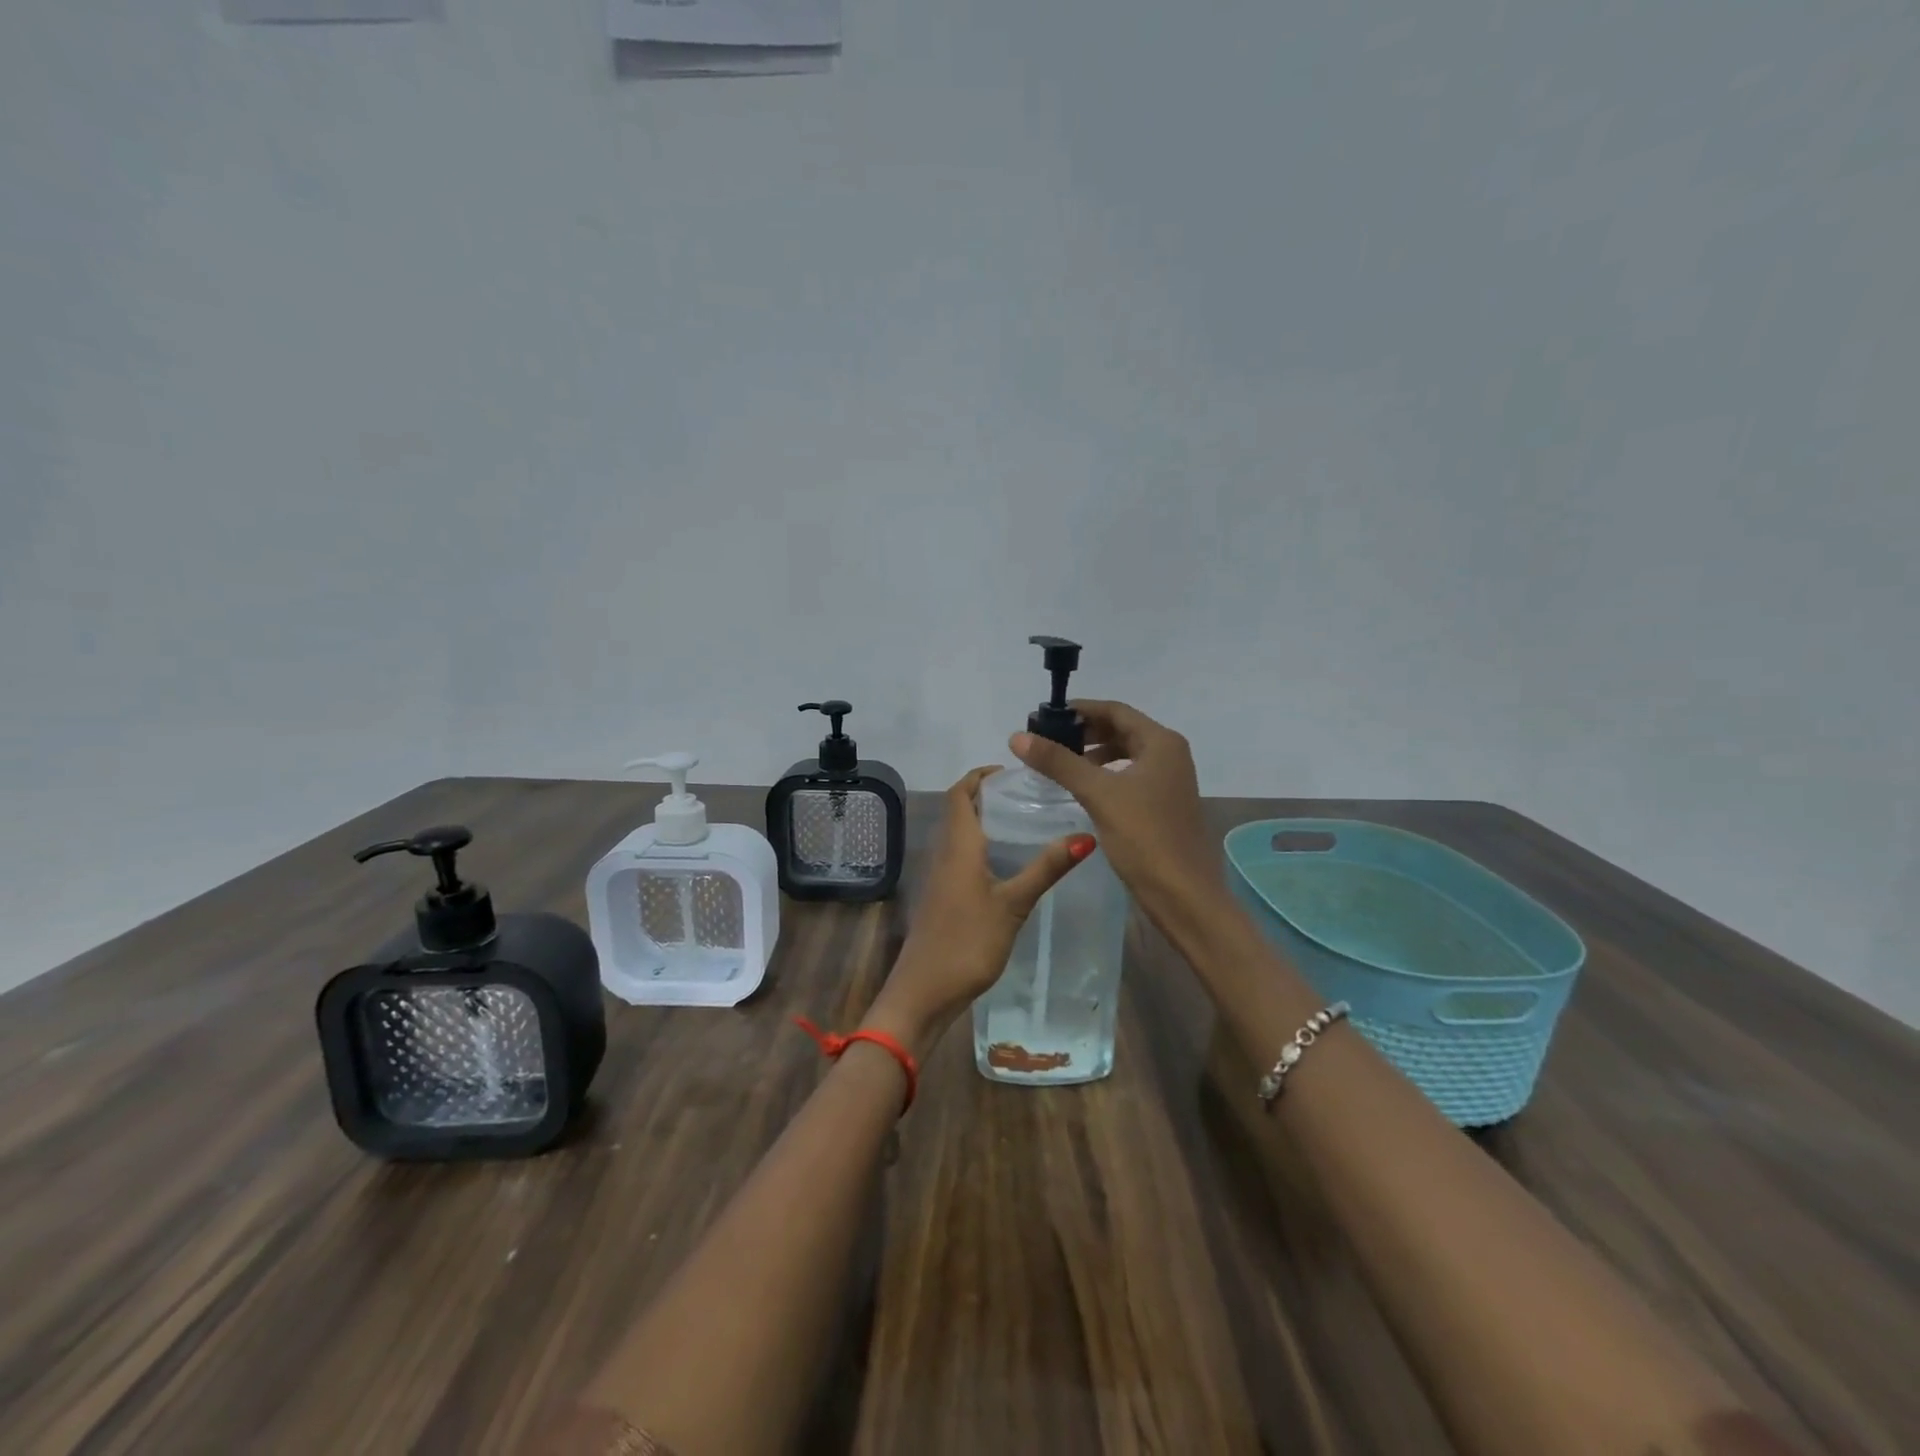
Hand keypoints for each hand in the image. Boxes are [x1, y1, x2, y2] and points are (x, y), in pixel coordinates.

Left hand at [863, 766, 1093, 1054]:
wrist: (924, 991)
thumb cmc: (967, 941)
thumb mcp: (1013, 904)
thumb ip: (1046, 869)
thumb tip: (1086, 835)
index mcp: (958, 845)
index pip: (960, 793)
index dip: (980, 775)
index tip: (1012, 771)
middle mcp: (945, 853)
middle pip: (960, 810)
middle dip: (987, 795)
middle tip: (1028, 794)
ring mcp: (941, 877)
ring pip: (960, 835)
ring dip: (984, 821)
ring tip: (1025, 821)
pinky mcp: (943, 898)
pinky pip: (961, 857)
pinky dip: (982, 847)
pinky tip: (1009, 863)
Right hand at [1009, 701, 1225, 935]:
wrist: (1184, 895)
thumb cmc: (1145, 837)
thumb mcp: (1098, 794)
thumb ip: (1058, 762)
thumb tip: (1017, 737)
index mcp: (1161, 743)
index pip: (1115, 710)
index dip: (1080, 710)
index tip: (1045, 717)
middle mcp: (1170, 755)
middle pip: (1121, 730)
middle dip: (1085, 732)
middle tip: (1048, 741)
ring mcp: (1169, 781)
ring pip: (1125, 755)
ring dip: (1093, 755)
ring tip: (1060, 764)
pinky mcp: (1164, 805)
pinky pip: (1129, 777)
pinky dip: (1105, 776)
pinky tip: (1083, 790)